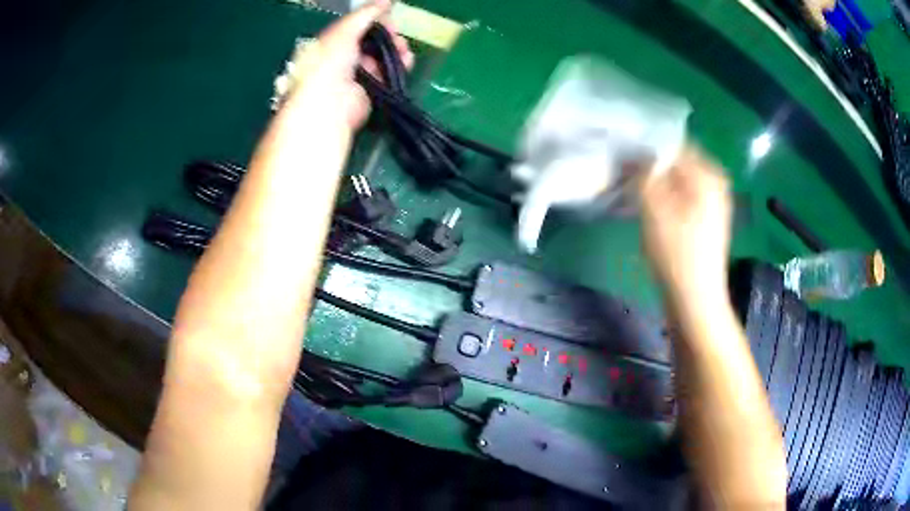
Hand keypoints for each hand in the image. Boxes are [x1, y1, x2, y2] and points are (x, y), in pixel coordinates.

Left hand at [281, 0, 413, 129]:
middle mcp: (343, 58)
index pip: (356, 26)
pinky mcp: (371, 91)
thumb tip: (385, 1)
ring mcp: (357, 75)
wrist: (329, 105)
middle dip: (387, 35)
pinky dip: (399, 66)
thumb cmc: (328, 64)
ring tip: (404, 48)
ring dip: (396, 49)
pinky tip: (407, 60)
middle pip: (371, 41)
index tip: (387, 16)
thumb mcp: (344, 31)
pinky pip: (388, 74)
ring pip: (382, 57)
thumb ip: (365, 14)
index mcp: (331, 43)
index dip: (373, 20)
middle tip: (396, 33)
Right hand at [639, 147, 731, 303]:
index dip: (645, 146)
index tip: (622, 154)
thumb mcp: (655, 209)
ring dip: (655, 180)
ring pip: (677, 179)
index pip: (672, 144)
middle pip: (676, 161)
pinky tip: (648, 205)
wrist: (695, 300)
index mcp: (708, 175)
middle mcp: (714, 182)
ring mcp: (712, 201)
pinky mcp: (705, 219)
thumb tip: (635, 153)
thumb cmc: (677, 255)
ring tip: (631, 187)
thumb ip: (644, 173)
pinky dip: (664, 194)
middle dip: (650, 164)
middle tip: (624, 172)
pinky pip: (681, 194)